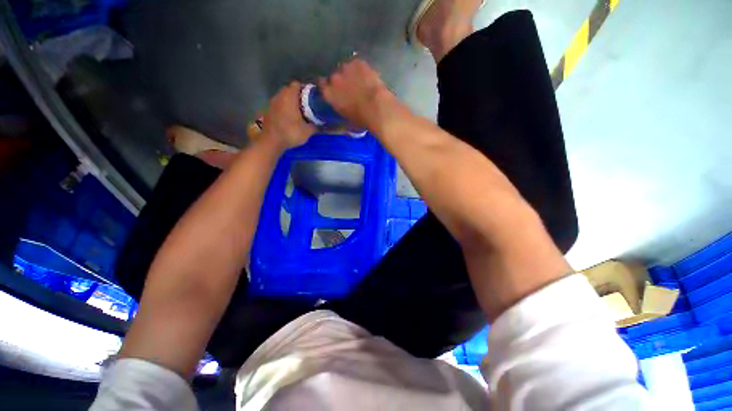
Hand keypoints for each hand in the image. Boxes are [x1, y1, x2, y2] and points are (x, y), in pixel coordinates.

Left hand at [261, 82, 315, 149]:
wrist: (271, 141)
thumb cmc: (291, 132)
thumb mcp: (307, 131)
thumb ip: (316, 126)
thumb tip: (325, 125)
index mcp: (289, 97)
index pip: (297, 84)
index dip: (304, 89)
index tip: (311, 98)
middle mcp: (279, 96)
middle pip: (289, 90)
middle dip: (297, 96)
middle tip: (306, 106)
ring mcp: (272, 103)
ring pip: (283, 98)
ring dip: (290, 103)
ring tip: (298, 113)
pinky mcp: (268, 111)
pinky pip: (278, 105)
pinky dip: (284, 109)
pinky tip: (289, 119)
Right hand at [318, 59, 399, 130]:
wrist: (376, 108)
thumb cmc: (361, 119)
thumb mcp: (346, 119)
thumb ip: (339, 110)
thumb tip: (340, 110)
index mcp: (328, 94)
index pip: (321, 84)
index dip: (327, 86)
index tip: (332, 89)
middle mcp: (333, 79)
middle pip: (334, 76)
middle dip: (340, 81)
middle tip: (349, 88)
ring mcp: (346, 68)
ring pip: (345, 68)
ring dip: (350, 73)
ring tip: (359, 81)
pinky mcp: (358, 62)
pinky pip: (356, 64)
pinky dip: (360, 69)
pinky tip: (366, 76)